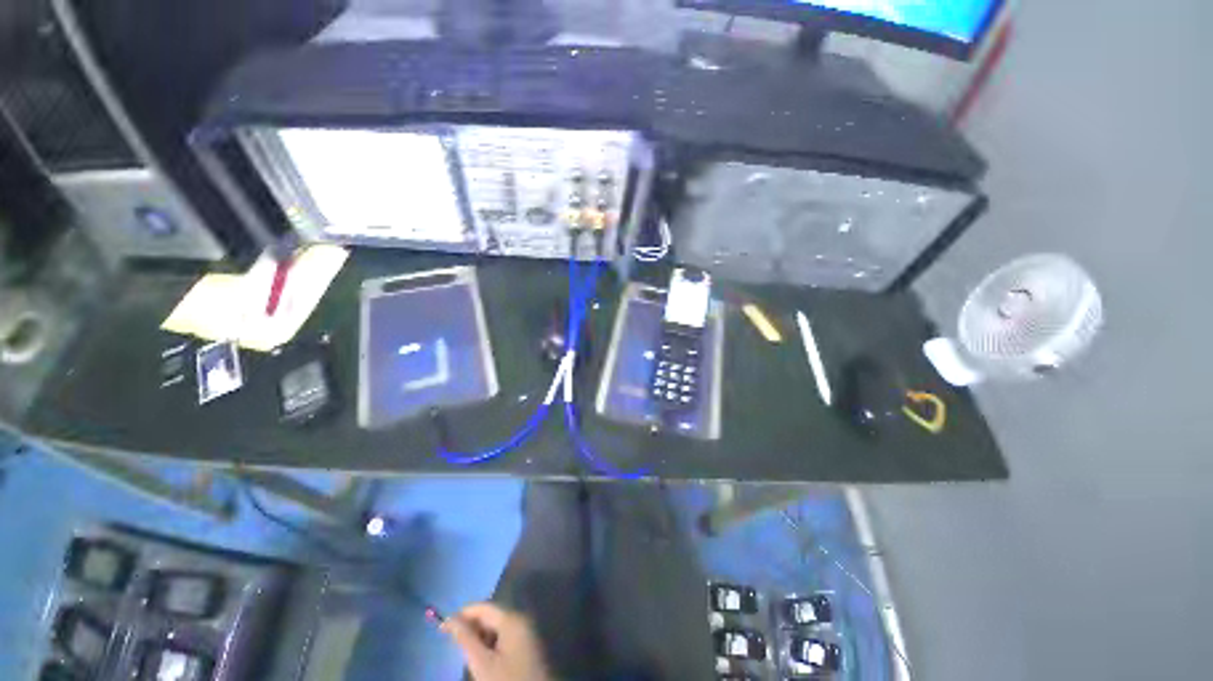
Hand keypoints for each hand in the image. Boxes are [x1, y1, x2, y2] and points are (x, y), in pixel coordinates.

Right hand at [442, 602, 551, 680]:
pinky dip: (492, 645)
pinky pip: (505, 637)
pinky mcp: (528, 645)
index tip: (442, 629)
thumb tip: (450, 619)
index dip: (462, 615)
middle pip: (492, 616)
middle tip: (454, 646)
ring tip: (468, 655)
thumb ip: (465, 638)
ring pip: (498, 628)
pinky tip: (484, 661)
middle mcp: (521, 619)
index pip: (483, 607)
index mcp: (512, 618)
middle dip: (472, 628)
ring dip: (481, 638)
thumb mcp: (482, 663)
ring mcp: (527, 632)